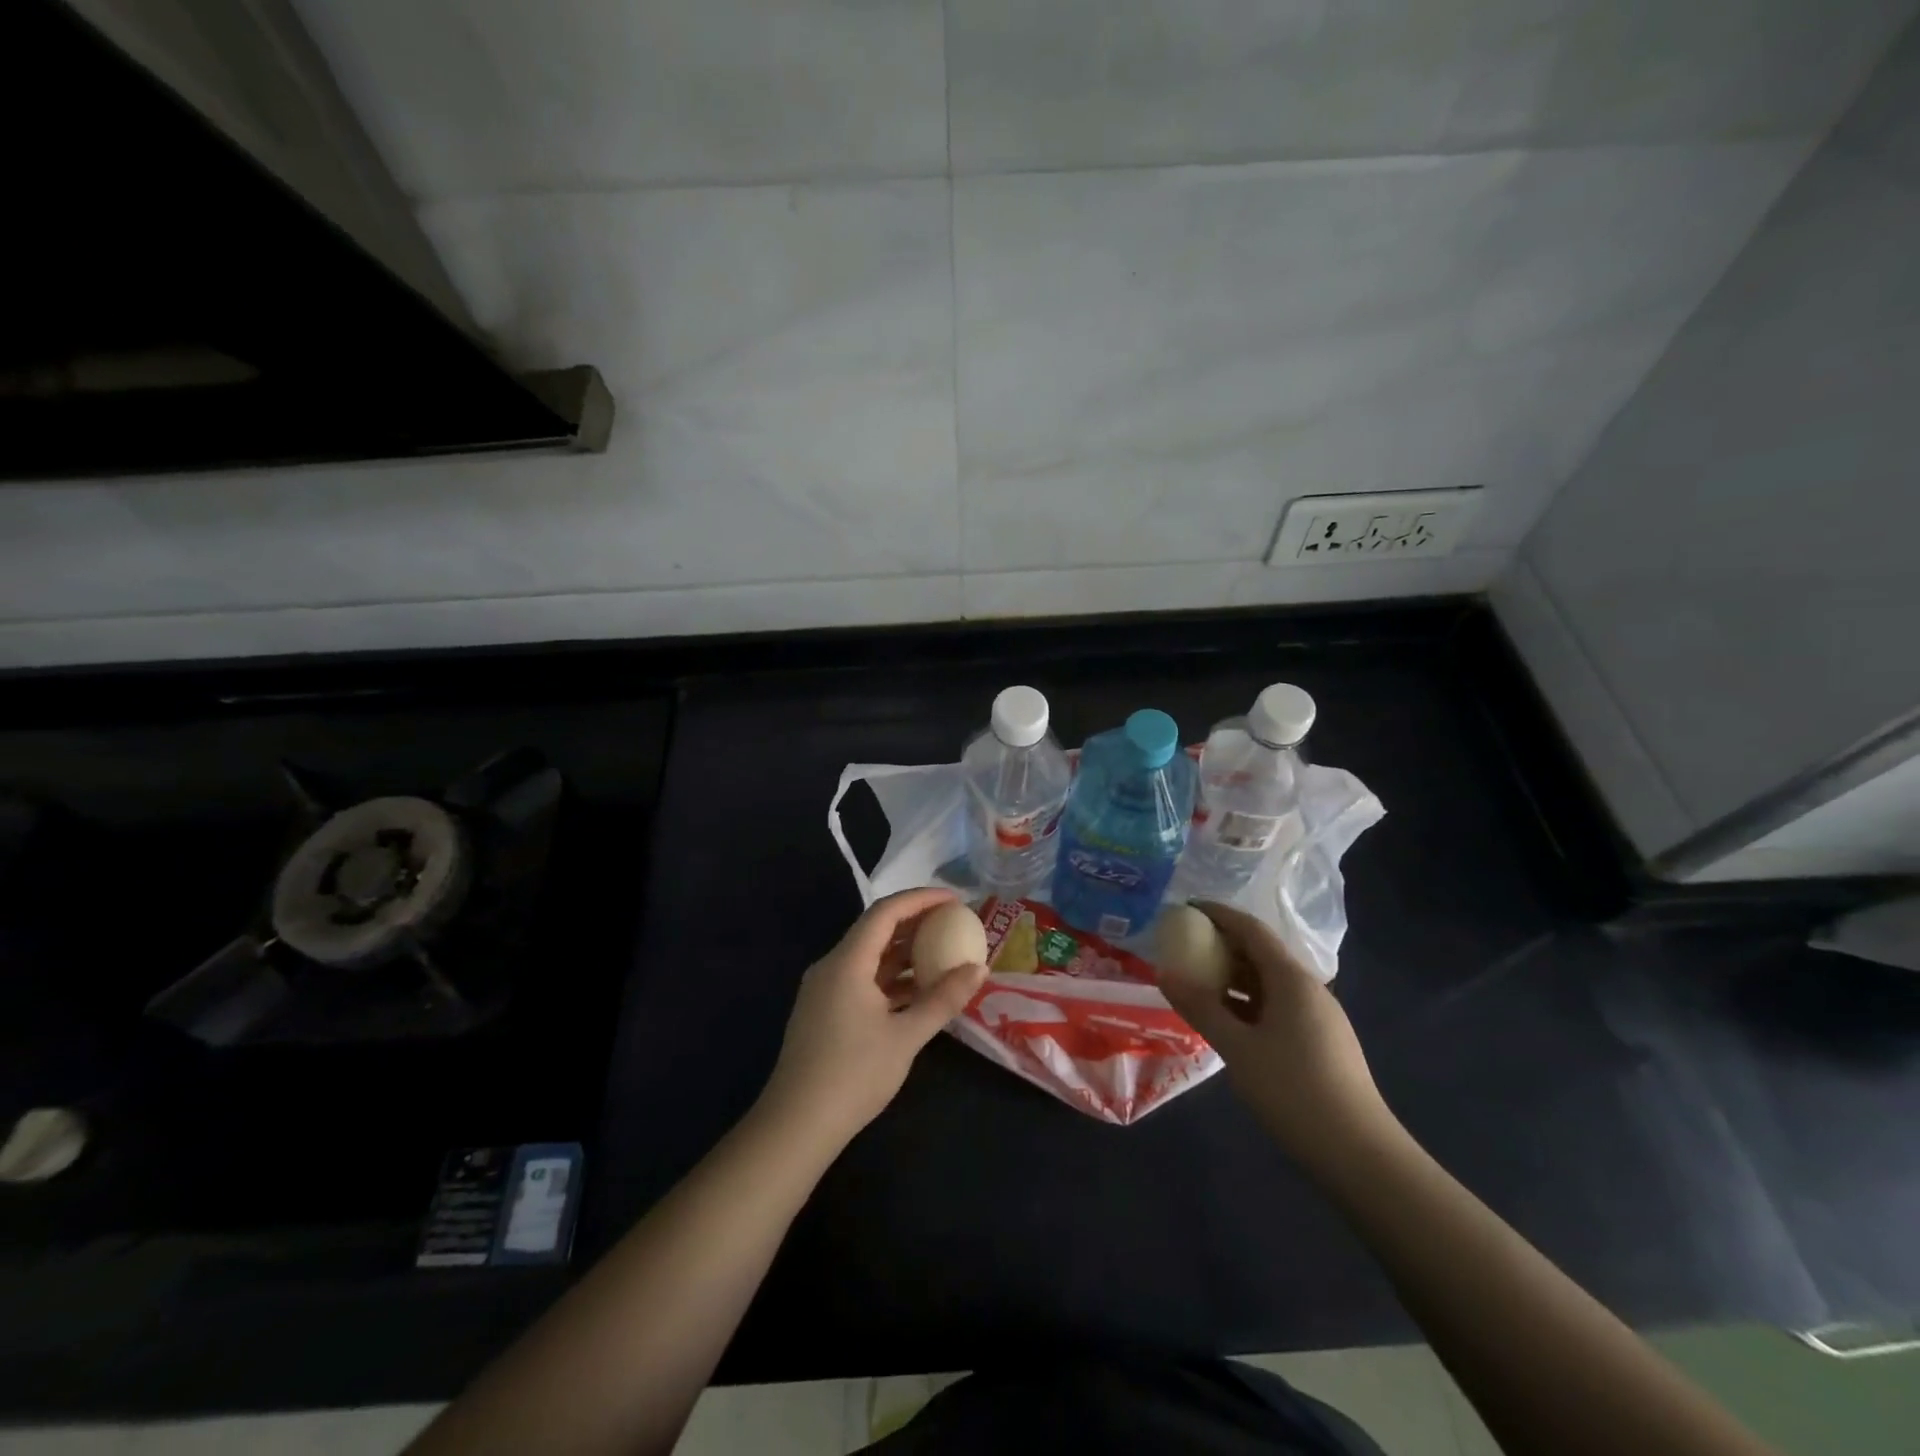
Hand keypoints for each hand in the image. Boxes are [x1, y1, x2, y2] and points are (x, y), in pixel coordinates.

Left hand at [758, 887, 988, 1151]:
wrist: (796, 1126)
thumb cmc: (853, 1075)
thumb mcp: (906, 1036)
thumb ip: (944, 999)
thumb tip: (979, 969)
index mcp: (847, 962)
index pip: (886, 912)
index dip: (922, 899)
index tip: (955, 900)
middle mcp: (832, 966)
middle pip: (876, 929)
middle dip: (916, 922)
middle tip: (953, 923)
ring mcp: (825, 989)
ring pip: (869, 956)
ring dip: (905, 952)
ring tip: (943, 953)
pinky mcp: (824, 1011)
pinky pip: (862, 978)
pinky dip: (891, 977)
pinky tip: (918, 990)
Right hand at [1157, 900, 1398, 1173]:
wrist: (1360, 1155)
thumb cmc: (1294, 1091)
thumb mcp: (1238, 1048)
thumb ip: (1201, 1007)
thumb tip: (1166, 973)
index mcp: (1292, 979)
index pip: (1251, 929)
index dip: (1218, 915)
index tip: (1186, 909)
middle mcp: (1309, 989)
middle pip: (1261, 953)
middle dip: (1223, 946)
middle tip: (1184, 949)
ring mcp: (1319, 1017)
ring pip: (1269, 982)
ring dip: (1234, 978)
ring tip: (1198, 985)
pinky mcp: (1321, 1042)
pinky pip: (1278, 1006)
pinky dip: (1248, 1003)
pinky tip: (1228, 1022)